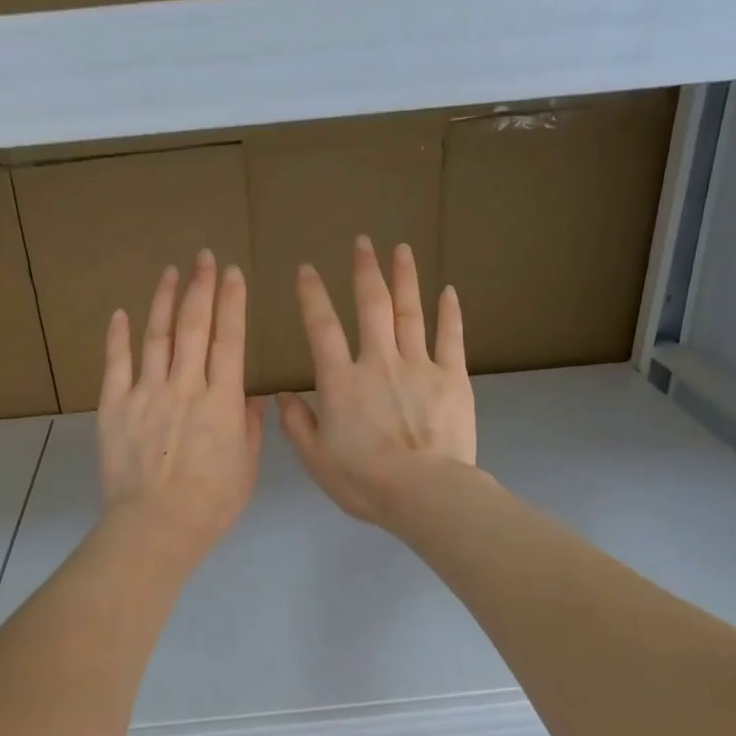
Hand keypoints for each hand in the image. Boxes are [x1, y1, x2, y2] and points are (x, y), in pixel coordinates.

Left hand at [98, 249, 263, 569]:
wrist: (156, 526)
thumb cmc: (210, 504)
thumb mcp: (245, 468)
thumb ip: (248, 428)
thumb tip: (250, 396)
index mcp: (221, 401)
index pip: (229, 340)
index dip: (232, 303)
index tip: (233, 274)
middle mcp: (185, 386)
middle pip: (194, 327)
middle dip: (201, 287)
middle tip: (203, 257)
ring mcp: (146, 393)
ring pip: (156, 336)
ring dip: (164, 300)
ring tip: (171, 272)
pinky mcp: (114, 406)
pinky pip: (116, 364)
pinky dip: (117, 337)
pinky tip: (121, 313)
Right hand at [279, 237, 477, 525]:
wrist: (423, 493)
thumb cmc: (363, 480)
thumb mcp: (315, 458)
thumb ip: (296, 424)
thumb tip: (283, 395)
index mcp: (340, 382)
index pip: (322, 328)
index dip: (312, 296)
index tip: (307, 269)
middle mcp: (378, 363)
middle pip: (371, 307)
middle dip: (364, 272)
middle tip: (362, 242)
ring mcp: (418, 366)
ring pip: (410, 312)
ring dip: (404, 278)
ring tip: (400, 249)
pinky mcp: (452, 377)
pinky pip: (451, 337)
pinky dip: (449, 312)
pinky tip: (447, 290)